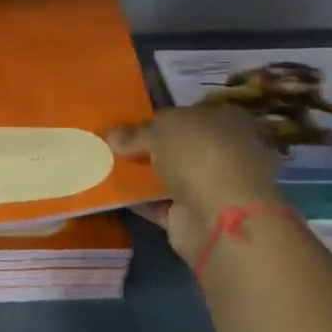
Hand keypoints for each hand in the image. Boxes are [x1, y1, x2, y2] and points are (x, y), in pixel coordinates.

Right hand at [109, 105, 284, 260]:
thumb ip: (136, 133)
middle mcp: (223, 151)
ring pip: (170, 176)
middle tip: (113, 147)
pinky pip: (160, 204)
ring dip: (142, 175)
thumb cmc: (199, 155)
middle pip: (178, 147)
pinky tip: (113, 194)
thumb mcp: (161, 130)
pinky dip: (140, 200)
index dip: (157, 119)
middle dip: (148, 148)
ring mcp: (212, 186)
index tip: (126, 125)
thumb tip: (113, 135)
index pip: (188, 115)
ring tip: (106, 169)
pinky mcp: (195, 215)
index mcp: (225, 121)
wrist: (220, 216)